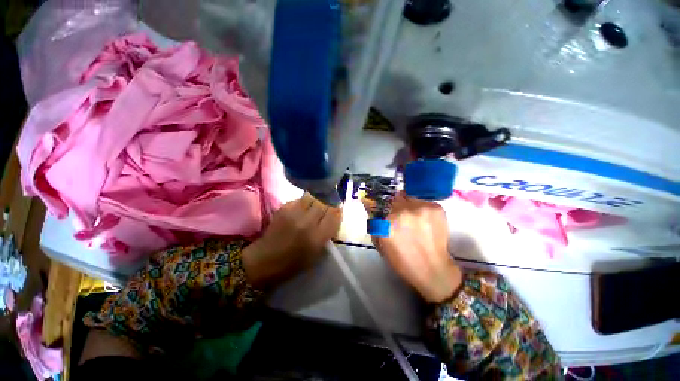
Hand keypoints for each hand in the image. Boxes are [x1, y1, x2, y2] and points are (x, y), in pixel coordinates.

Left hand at [242, 193, 341, 289]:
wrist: (265, 260)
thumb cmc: (293, 263)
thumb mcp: (317, 253)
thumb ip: (327, 234)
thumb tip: (334, 217)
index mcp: (317, 237)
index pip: (334, 215)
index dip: (338, 211)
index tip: (338, 211)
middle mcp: (306, 222)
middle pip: (324, 203)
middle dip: (328, 204)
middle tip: (327, 207)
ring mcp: (294, 213)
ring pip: (312, 197)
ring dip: (317, 200)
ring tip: (315, 206)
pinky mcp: (284, 208)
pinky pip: (300, 199)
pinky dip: (305, 202)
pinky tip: (303, 209)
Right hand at [368, 193, 461, 302]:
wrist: (433, 270)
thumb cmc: (403, 261)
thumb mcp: (381, 244)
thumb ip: (375, 225)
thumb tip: (372, 208)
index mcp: (386, 224)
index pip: (379, 204)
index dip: (382, 208)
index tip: (386, 210)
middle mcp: (402, 213)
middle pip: (395, 199)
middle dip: (397, 207)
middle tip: (402, 219)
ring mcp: (420, 209)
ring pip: (409, 198)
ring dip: (410, 207)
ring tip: (415, 221)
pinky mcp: (435, 208)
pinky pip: (424, 202)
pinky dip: (423, 209)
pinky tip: (426, 222)